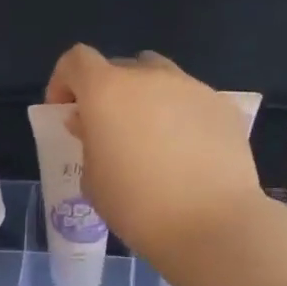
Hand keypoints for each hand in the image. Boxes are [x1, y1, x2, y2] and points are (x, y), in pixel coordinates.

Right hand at [46, 46, 265, 259]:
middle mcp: (149, 77)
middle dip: (108, 93)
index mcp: (107, 90)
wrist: (212, 225)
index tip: (66, 112)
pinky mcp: (222, 106)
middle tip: (109, 130)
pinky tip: (186, 153)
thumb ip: (87, 141)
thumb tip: (90, 124)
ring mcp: (190, 87)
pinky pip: (190, 100)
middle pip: (119, 68)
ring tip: (151, 138)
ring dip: (146, 99)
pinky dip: (180, 116)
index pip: (76, 60)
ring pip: (159, 79)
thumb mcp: (93, 178)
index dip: (64, 81)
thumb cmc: (137, 205)